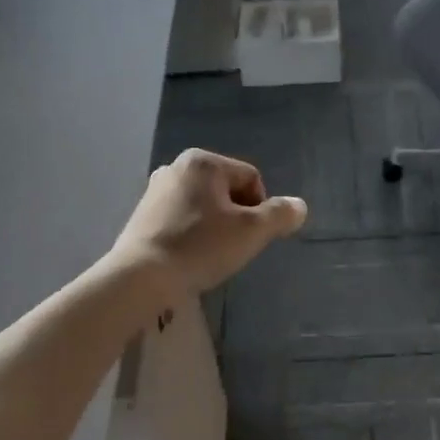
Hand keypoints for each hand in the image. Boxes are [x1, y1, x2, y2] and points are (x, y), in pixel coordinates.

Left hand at [109, 149, 306, 298]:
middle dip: (237, 218)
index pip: (251, 179)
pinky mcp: (142, 215)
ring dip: (215, 227)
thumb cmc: (200, 247)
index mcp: (203, 162)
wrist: (141, 277)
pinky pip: (181, 219)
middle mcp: (176, 167)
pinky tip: (189, 257)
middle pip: (227, 191)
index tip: (251, 237)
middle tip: (234, 247)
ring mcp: (155, 190)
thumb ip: (280, 215)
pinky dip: (192, 234)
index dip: (261, 210)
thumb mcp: (251, 232)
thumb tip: (299, 206)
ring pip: (204, 206)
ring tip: (210, 255)